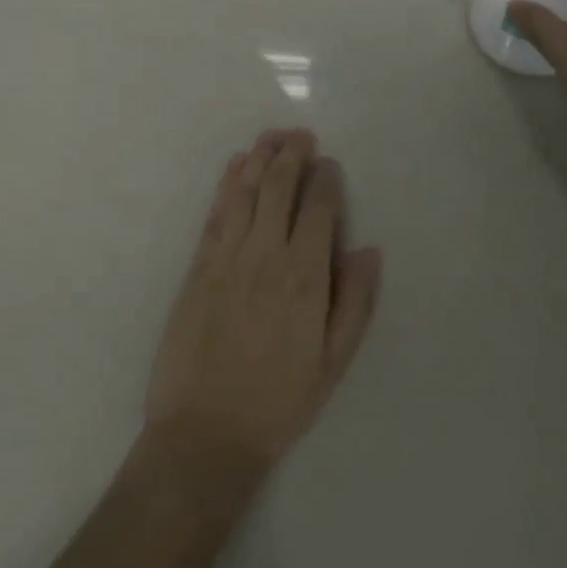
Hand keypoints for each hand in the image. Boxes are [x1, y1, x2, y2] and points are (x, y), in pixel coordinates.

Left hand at [144, 130, 381, 481]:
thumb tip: (368, 250)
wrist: (205, 432)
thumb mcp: (333, 363)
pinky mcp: (198, 265)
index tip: (329, 164)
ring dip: (259, 158)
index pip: (319, 209)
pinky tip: (235, 167)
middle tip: (300, 135)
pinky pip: (216, 212)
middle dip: (291, 155)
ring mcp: (227, 256)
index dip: (325, 179)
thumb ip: (355, 302)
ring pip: (245, 191)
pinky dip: (227, 183)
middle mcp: (266, 254)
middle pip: (279, 188)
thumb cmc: (278, 401)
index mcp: (305, 276)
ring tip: (271, 137)